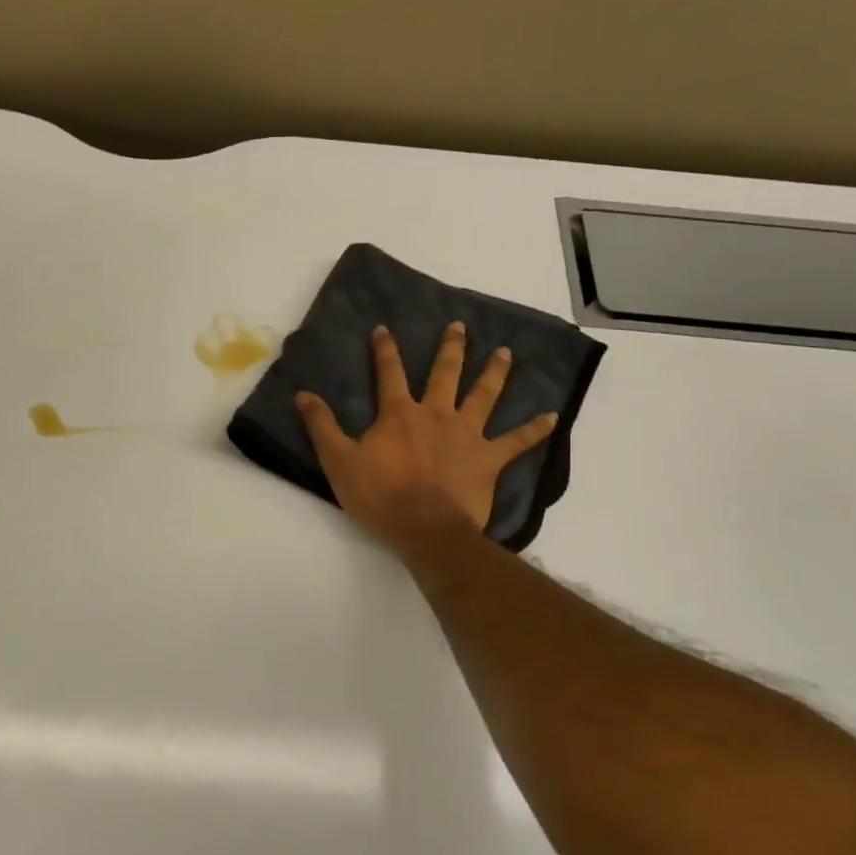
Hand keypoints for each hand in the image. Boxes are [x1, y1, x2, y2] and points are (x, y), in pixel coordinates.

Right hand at [295, 322, 557, 550]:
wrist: (424, 527)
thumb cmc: (380, 495)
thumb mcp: (339, 461)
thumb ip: (322, 426)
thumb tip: (303, 395)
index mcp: (399, 414)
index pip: (388, 373)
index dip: (384, 350)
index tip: (384, 328)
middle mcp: (436, 414)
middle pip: (444, 373)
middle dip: (450, 348)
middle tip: (459, 327)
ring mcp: (466, 434)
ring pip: (483, 396)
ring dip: (494, 373)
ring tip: (504, 352)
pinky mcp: (488, 459)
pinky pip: (516, 442)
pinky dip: (534, 430)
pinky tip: (552, 417)